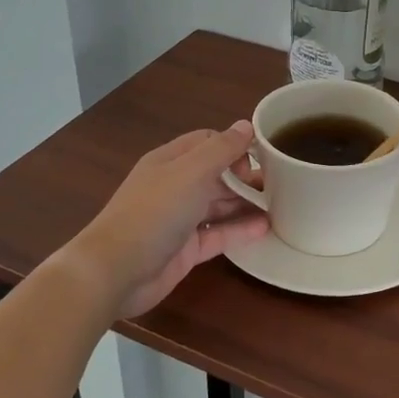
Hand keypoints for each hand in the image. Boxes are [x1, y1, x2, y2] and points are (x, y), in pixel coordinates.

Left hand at [62, 122, 268, 324]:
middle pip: (216, 174)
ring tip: (282, 204)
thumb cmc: (154, 212)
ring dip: (246, 203)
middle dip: (245, 176)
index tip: (262, 156)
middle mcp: (175, 186)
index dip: (234, 145)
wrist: (115, 271)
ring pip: (218, 205)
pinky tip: (266, 228)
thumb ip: (221, 149)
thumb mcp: (191, 173)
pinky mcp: (185, 250)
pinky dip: (239, 230)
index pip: (207, 142)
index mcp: (170, 161)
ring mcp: (179, 219)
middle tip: (280, 183)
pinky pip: (218, 234)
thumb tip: (246, 126)